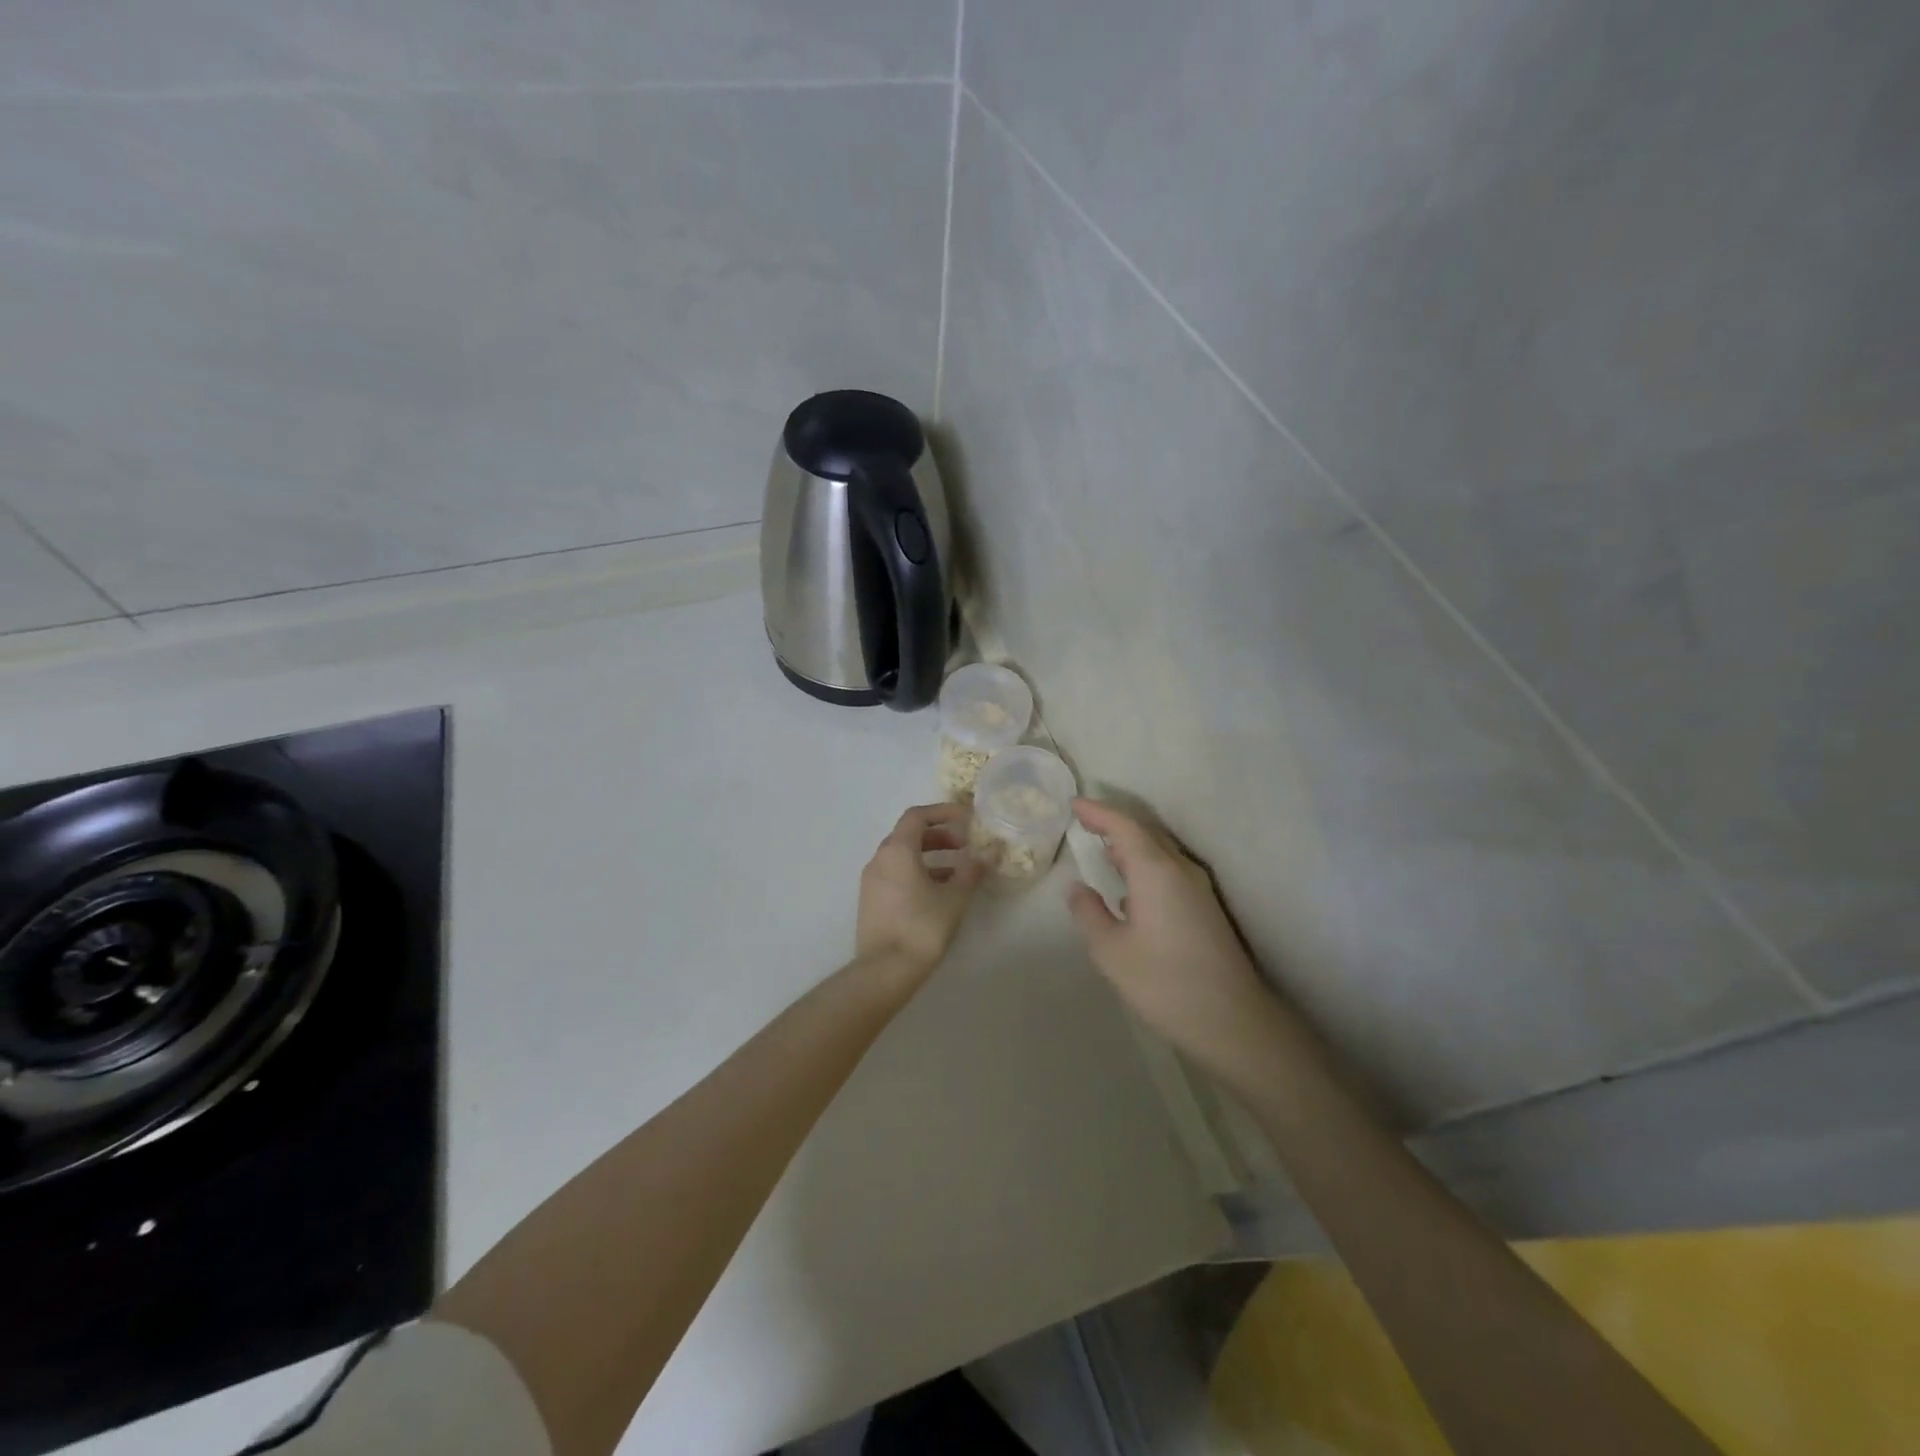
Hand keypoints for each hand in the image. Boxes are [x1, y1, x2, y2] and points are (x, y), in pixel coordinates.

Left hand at [856, 803, 985, 977]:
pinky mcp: (871, 901)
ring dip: (929, 855)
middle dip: (938, 835)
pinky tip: (938, 892)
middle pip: (908, 834)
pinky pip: (895, 874)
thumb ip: (973, 870)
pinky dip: (917, 872)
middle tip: (965, 845)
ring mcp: (871, 881)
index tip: (966, 818)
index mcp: (897, 850)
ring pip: (902, 856)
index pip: (917, 816)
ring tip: (957, 870)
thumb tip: (990, 851)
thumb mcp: (955, 897)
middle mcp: (879, 859)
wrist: (884, 971)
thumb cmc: (922, 927)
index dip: (943, 811)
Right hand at [1066, 799, 1277, 1070]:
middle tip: (1084, 821)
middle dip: (1114, 824)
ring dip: (1131, 845)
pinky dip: (1144, 865)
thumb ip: (1089, 913)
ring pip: (1159, 852)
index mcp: (1155, 871)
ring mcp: (1198, 889)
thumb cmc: (1164, 982)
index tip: (1074, 804)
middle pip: (1145, 833)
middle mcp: (1180, 870)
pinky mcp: (1206, 908)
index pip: (1123, 826)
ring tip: (1103, 848)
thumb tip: (1078, 889)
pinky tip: (1130, 888)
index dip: (1097, 812)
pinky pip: (1169, 870)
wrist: (1232, 1020)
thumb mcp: (1110, 951)